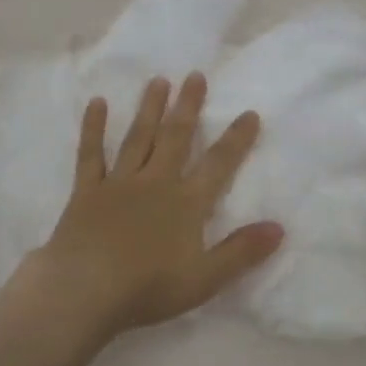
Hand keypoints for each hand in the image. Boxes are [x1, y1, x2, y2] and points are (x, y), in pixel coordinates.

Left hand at [23, 73, 284, 337]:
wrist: (85, 290)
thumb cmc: (148, 288)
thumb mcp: (205, 278)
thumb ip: (241, 252)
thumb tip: (279, 228)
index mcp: (186, 203)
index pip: (218, 164)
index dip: (236, 139)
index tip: (249, 113)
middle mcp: (155, 182)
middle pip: (176, 138)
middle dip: (188, 106)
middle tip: (195, 76)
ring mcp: (119, 183)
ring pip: (138, 138)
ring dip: (149, 108)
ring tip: (158, 81)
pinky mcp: (87, 191)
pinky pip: (91, 154)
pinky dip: (94, 128)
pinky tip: (97, 103)